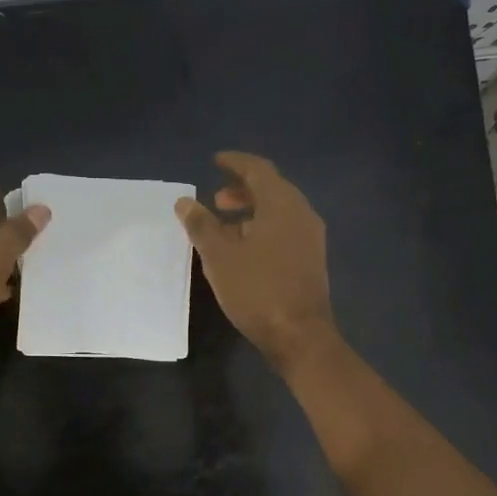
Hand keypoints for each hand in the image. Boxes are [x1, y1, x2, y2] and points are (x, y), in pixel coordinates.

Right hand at [176, 152, 338, 370]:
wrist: (299, 335)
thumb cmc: (257, 290)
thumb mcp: (220, 256)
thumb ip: (201, 225)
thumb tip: (185, 201)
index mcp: (282, 204)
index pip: (258, 169)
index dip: (235, 162)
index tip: (216, 161)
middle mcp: (302, 213)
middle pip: (271, 189)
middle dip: (242, 190)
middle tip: (216, 199)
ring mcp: (310, 238)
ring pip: (279, 213)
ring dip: (251, 213)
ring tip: (224, 228)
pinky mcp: (311, 260)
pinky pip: (285, 232)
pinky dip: (263, 230)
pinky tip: (245, 251)